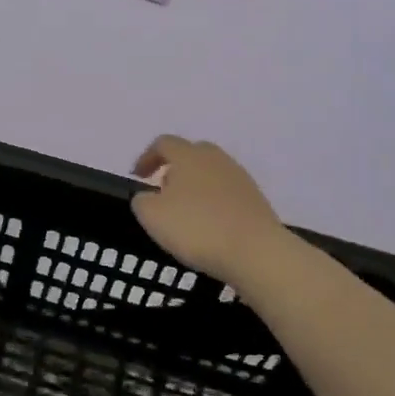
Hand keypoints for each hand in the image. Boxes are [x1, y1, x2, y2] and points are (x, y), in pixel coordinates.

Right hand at [131, 136, 296, 288]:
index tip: (137, 177)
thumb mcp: (152, 216)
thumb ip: (141, 201)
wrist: (256, 252)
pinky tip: (210, 224)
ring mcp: (240, 177)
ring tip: (186, 211)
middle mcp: (215, 158)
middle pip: (191, 153)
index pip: (163, 143)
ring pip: (211, 172)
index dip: (147, 157)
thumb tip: (147, 196)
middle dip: (174, 168)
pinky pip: (227, 192)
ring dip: (195, 185)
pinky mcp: (256, 199)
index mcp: (188, 155)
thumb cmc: (197, 228)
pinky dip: (214, 202)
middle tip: (163, 190)